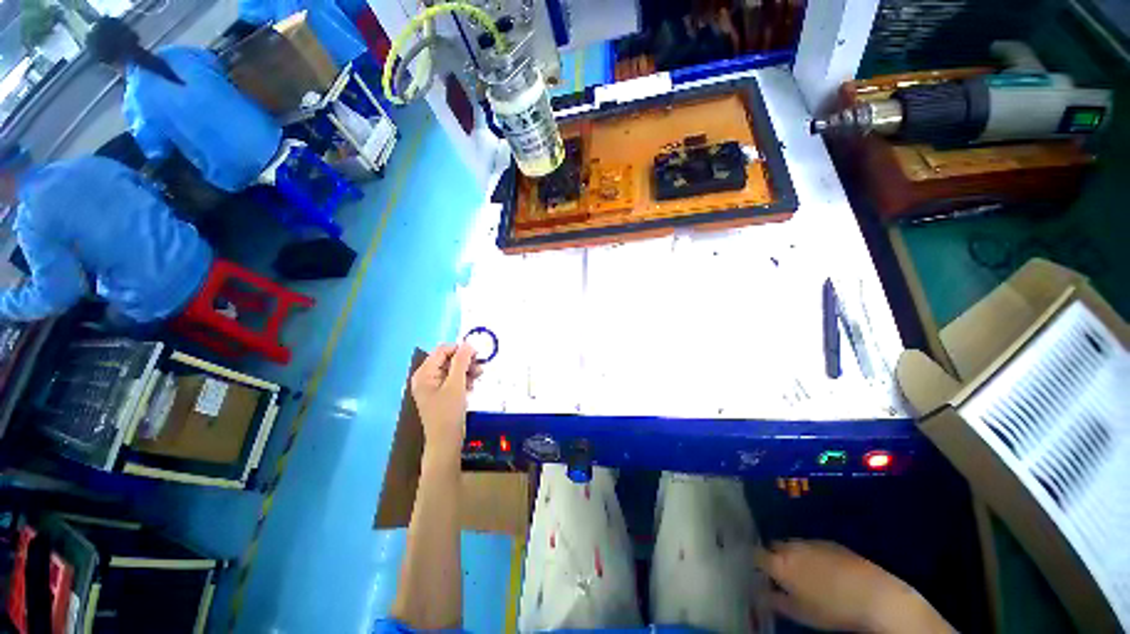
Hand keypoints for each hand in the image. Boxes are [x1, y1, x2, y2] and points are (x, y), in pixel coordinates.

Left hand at [411, 343, 482, 462]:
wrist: (446, 441)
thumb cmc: (448, 412)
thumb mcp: (456, 384)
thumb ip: (461, 361)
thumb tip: (467, 343)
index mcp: (424, 373)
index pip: (442, 350)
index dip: (460, 349)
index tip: (477, 354)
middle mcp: (426, 377)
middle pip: (448, 360)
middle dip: (465, 362)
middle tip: (479, 367)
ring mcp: (433, 387)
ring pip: (453, 370)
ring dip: (467, 371)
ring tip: (479, 376)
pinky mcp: (441, 395)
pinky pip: (453, 381)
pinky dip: (464, 381)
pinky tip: (472, 387)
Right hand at [755, 540, 942, 632]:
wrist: (873, 595)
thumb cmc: (832, 609)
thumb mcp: (800, 613)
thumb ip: (774, 601)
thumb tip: (757, 594)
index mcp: (779, 563)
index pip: (755, 555)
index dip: (753, 561)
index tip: (755, 571)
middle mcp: (791, 547)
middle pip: (774, 546)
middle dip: (773, 557)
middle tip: (779, 575)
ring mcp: (811, 542)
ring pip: (792, 544)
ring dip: (791, 555)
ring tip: (802, 573)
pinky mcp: (829, 542)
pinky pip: (810, 545)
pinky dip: (809, 554)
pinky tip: (822, 570)